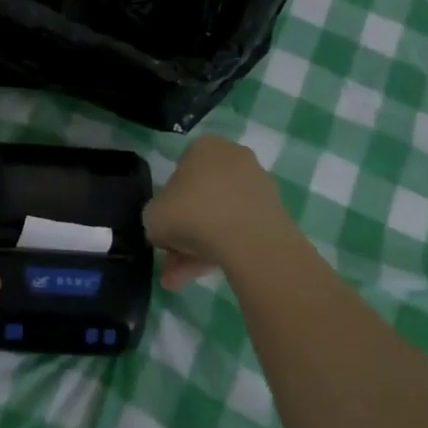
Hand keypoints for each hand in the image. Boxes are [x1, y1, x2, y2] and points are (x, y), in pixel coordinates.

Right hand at [146, 136, 291, 287]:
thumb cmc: (192, 214)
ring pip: (220, 218)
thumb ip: (156, 217)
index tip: (164, 225)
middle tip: (170, 259)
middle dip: (183, 232)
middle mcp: (234, 158)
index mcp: (205, 147)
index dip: (169, 201)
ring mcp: (258, 186)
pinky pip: (239, 231)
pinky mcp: (274, 214)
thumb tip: (165, 227)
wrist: (249, 241)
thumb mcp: (153, 216)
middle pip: (202, 198)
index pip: (181, 171)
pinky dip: (222, 252)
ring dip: (198, 248)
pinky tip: (203, 276)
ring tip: (180, 280)